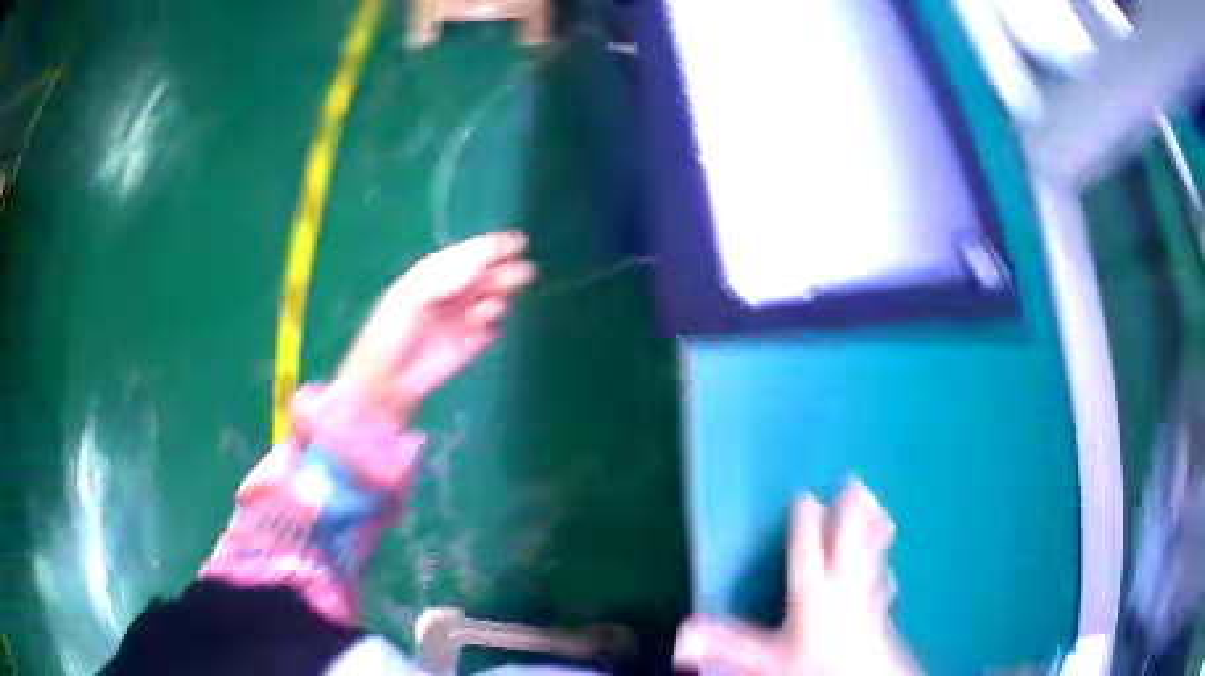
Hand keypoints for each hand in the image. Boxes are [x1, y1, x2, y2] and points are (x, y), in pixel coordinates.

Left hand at [337, 232, 535, 422]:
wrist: (388, 378)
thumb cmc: (394, 328)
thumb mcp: (419, 291)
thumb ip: (454, 273)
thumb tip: (489, 255)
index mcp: (434, 273)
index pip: (468, 254)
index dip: (492, 247)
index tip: (519, 242)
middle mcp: (450, 292)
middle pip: (485, 275)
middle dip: (504, 271)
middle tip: (524, 272)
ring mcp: (461, 318)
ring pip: (492, 298)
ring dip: (499, 297)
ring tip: (491, 308)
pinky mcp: (470, 344)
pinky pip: (492, 327)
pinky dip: (494, 323)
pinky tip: (486, 328)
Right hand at [675, 479, 918, 675]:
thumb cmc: (813, 668)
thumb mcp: (765, 662)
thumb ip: (729, 644)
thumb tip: (688, 630)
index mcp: (813, 594)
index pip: (807, 552)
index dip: (806, 524)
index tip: (806, 496)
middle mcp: (843, 589)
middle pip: (848, 543)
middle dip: (851, 512)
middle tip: (854, 482)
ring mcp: (867, 598)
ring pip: (871, 556)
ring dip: (873, 530)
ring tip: (879, 506)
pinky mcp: (882, 612)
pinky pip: (883, 580)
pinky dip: (884, 567)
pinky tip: (890, 570)